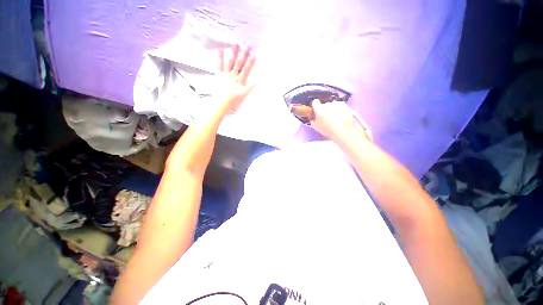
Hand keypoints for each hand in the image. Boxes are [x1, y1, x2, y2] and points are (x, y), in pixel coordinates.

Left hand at [215, 45, 256, 111]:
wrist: (222, 103)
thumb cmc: (234, 100)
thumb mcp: (244, 95)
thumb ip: (250, 88)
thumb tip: (257, 81)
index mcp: (240, 80)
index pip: (246, 69)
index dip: (250, 61)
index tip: (254, 53)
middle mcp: (233, 75)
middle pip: (239, 63)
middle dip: (244, 54)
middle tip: (247, 44)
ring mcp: (225, 74)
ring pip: (230, 62)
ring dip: (233, 53)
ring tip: (236, 44)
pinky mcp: (218, 75)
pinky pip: (218, 65)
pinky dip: (219, 57)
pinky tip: (220, 49)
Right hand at [310, 99, 372, 141]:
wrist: (343, 131)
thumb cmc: (329, 129)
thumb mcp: (315, 126)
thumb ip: (312, 119)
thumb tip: (313, 117)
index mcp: (319, 108)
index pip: (315, 102)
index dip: (315, 106)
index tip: (316, 110)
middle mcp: (328, 104)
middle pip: (324, 105)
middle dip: (324, 110)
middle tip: (325, 118)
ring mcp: (337, 104)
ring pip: (333, 106)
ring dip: (332, 110)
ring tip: (334, 120)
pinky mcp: (345, 106)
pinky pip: (340, 107)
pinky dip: (340, 111)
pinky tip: (340, 119)